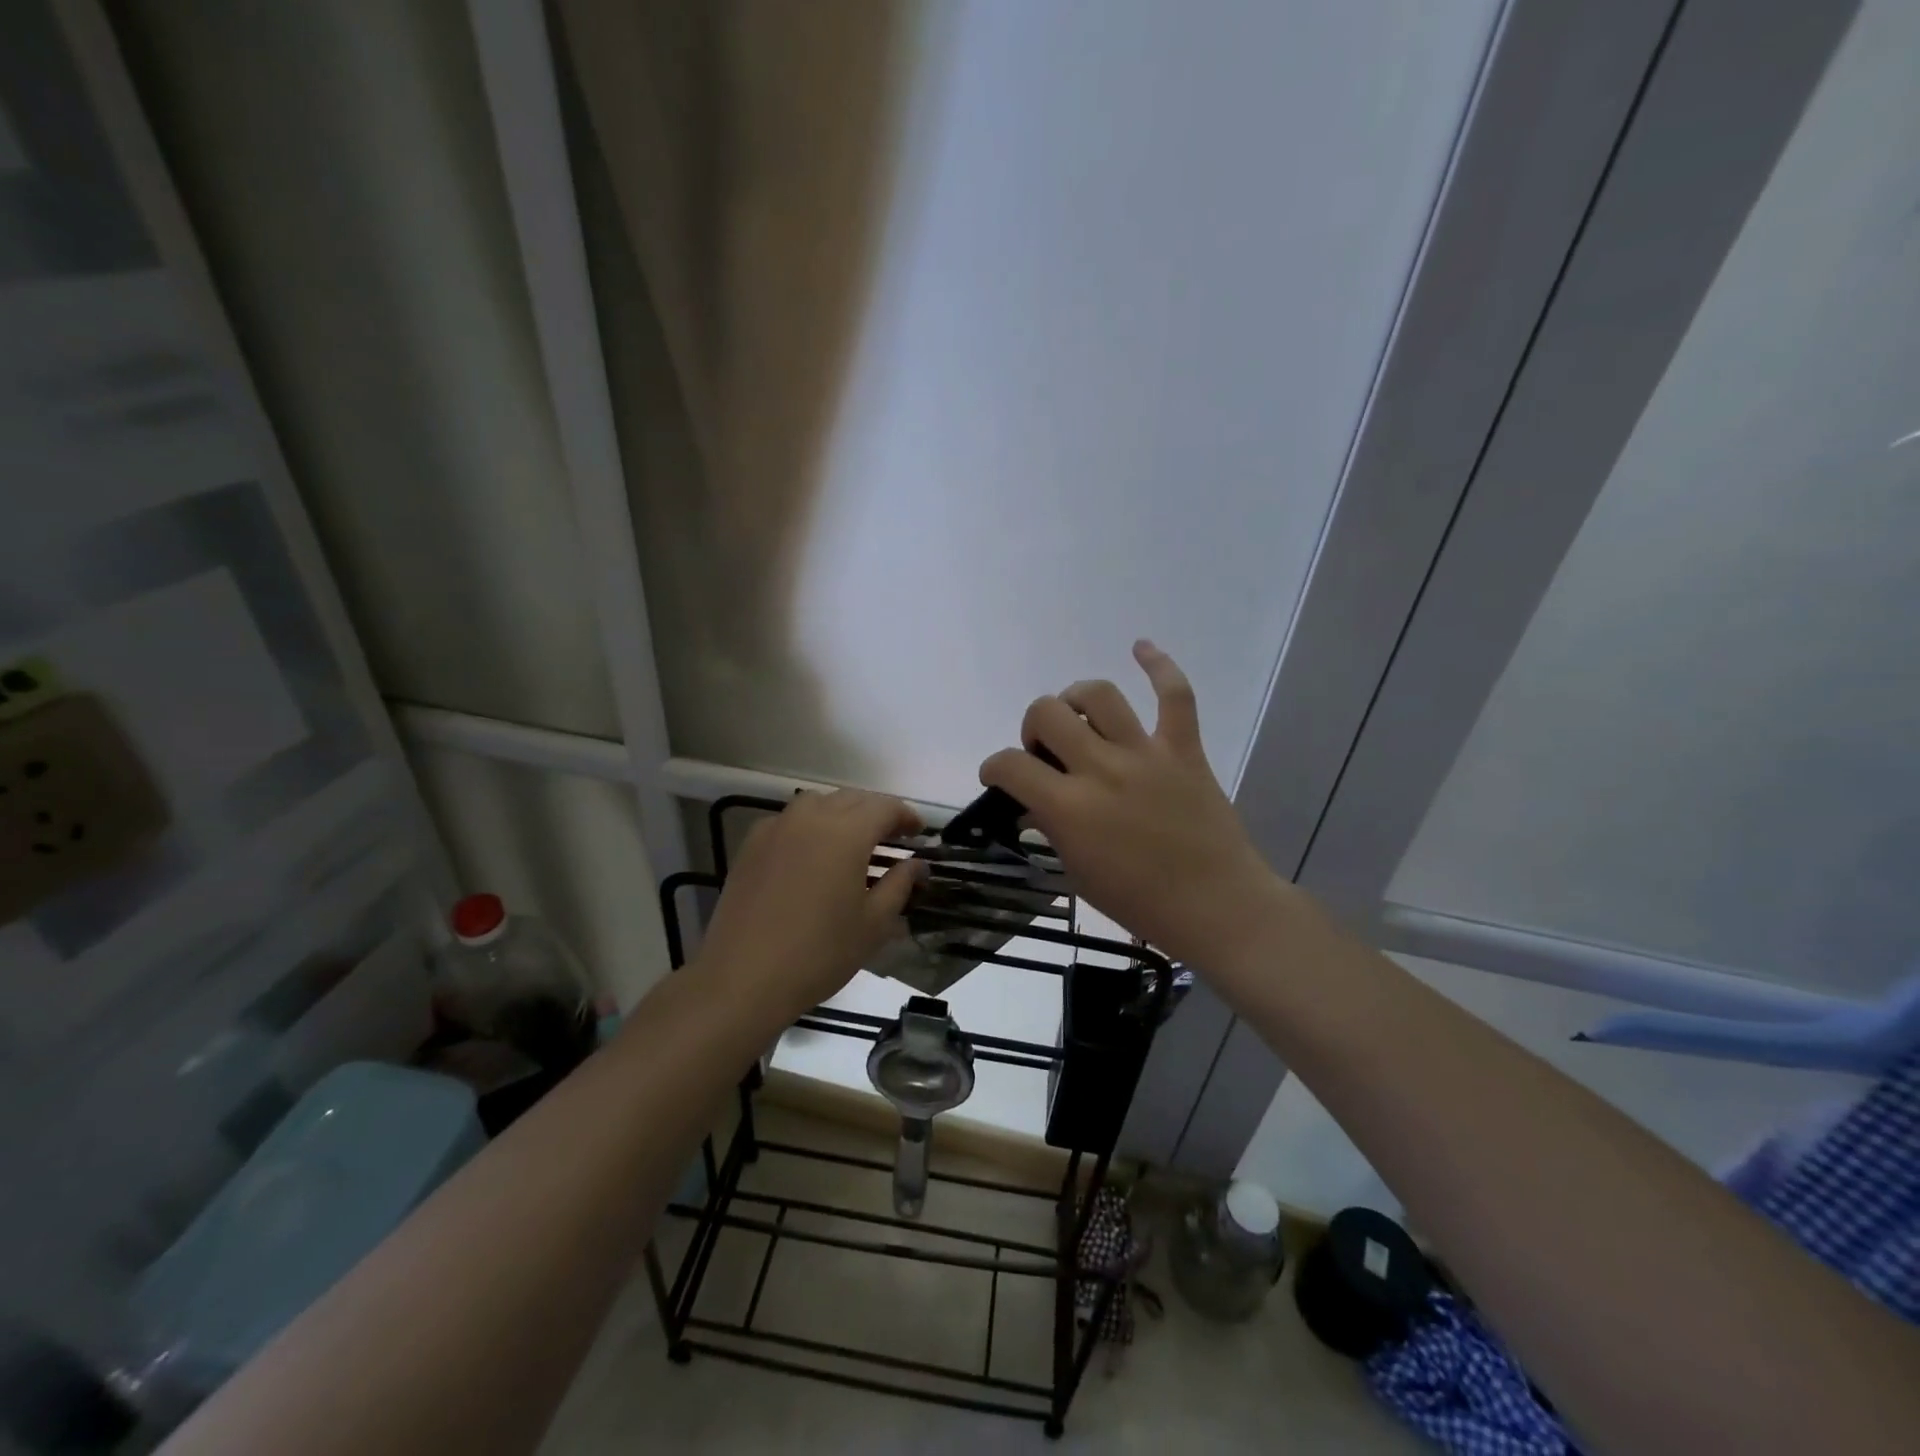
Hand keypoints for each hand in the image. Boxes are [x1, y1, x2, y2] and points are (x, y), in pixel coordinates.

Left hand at [696, 789, 924, 1019]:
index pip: (885, 807)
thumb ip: (899, 885)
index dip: (906, 817)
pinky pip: (789, 820)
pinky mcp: (751, 845)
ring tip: (852, 841)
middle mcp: (810, 818)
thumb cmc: (819, 953)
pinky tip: (811, 854)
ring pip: (817, 803)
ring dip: (841, 813)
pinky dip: (809, 825)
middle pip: (851, 799)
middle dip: (876, 812)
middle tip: (892, 838)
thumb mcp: (873, 924)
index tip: (919, 834)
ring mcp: (776, 828)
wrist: (744, 978)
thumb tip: (916, 864)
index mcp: (846, 833)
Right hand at [979, 641, 1288, 971]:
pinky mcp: (1183, 748)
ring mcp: (1145, 753)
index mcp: (1070, 807)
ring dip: (1075, 699)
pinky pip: (1174, 694)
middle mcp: (1102, 769)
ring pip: (1098, 695)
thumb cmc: (1140, 902)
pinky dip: (1158, 665)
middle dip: (1033, 728)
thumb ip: (1051, 827)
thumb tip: (1034, 798)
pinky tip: (1140, 646)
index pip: (1011, 765)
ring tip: (1077, 716)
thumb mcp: (1077, 873)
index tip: (999, 777)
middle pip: (1047, 713)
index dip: (994, 768)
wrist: (1216, 905)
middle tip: (1045, 752)